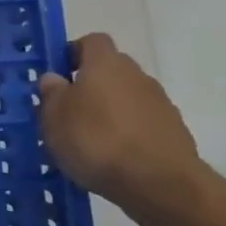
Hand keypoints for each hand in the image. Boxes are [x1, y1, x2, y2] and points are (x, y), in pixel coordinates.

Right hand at [37, 32, 206, 215]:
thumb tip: (54, 78)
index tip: (58, 75)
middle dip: (90, 85)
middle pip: (110, 70)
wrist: (159, 183)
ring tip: (89, 140)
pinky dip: (127, 133)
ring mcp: (160, 103)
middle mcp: (136, 75)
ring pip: (126, 98)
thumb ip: (52, 93)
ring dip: (109, 111)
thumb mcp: (54, 117)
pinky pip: (142, 123)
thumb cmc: (96, 140)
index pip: (92, 41)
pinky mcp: (173, 132)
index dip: (73, 53)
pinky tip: (113, 157)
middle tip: (68, 111)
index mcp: (106, 64)